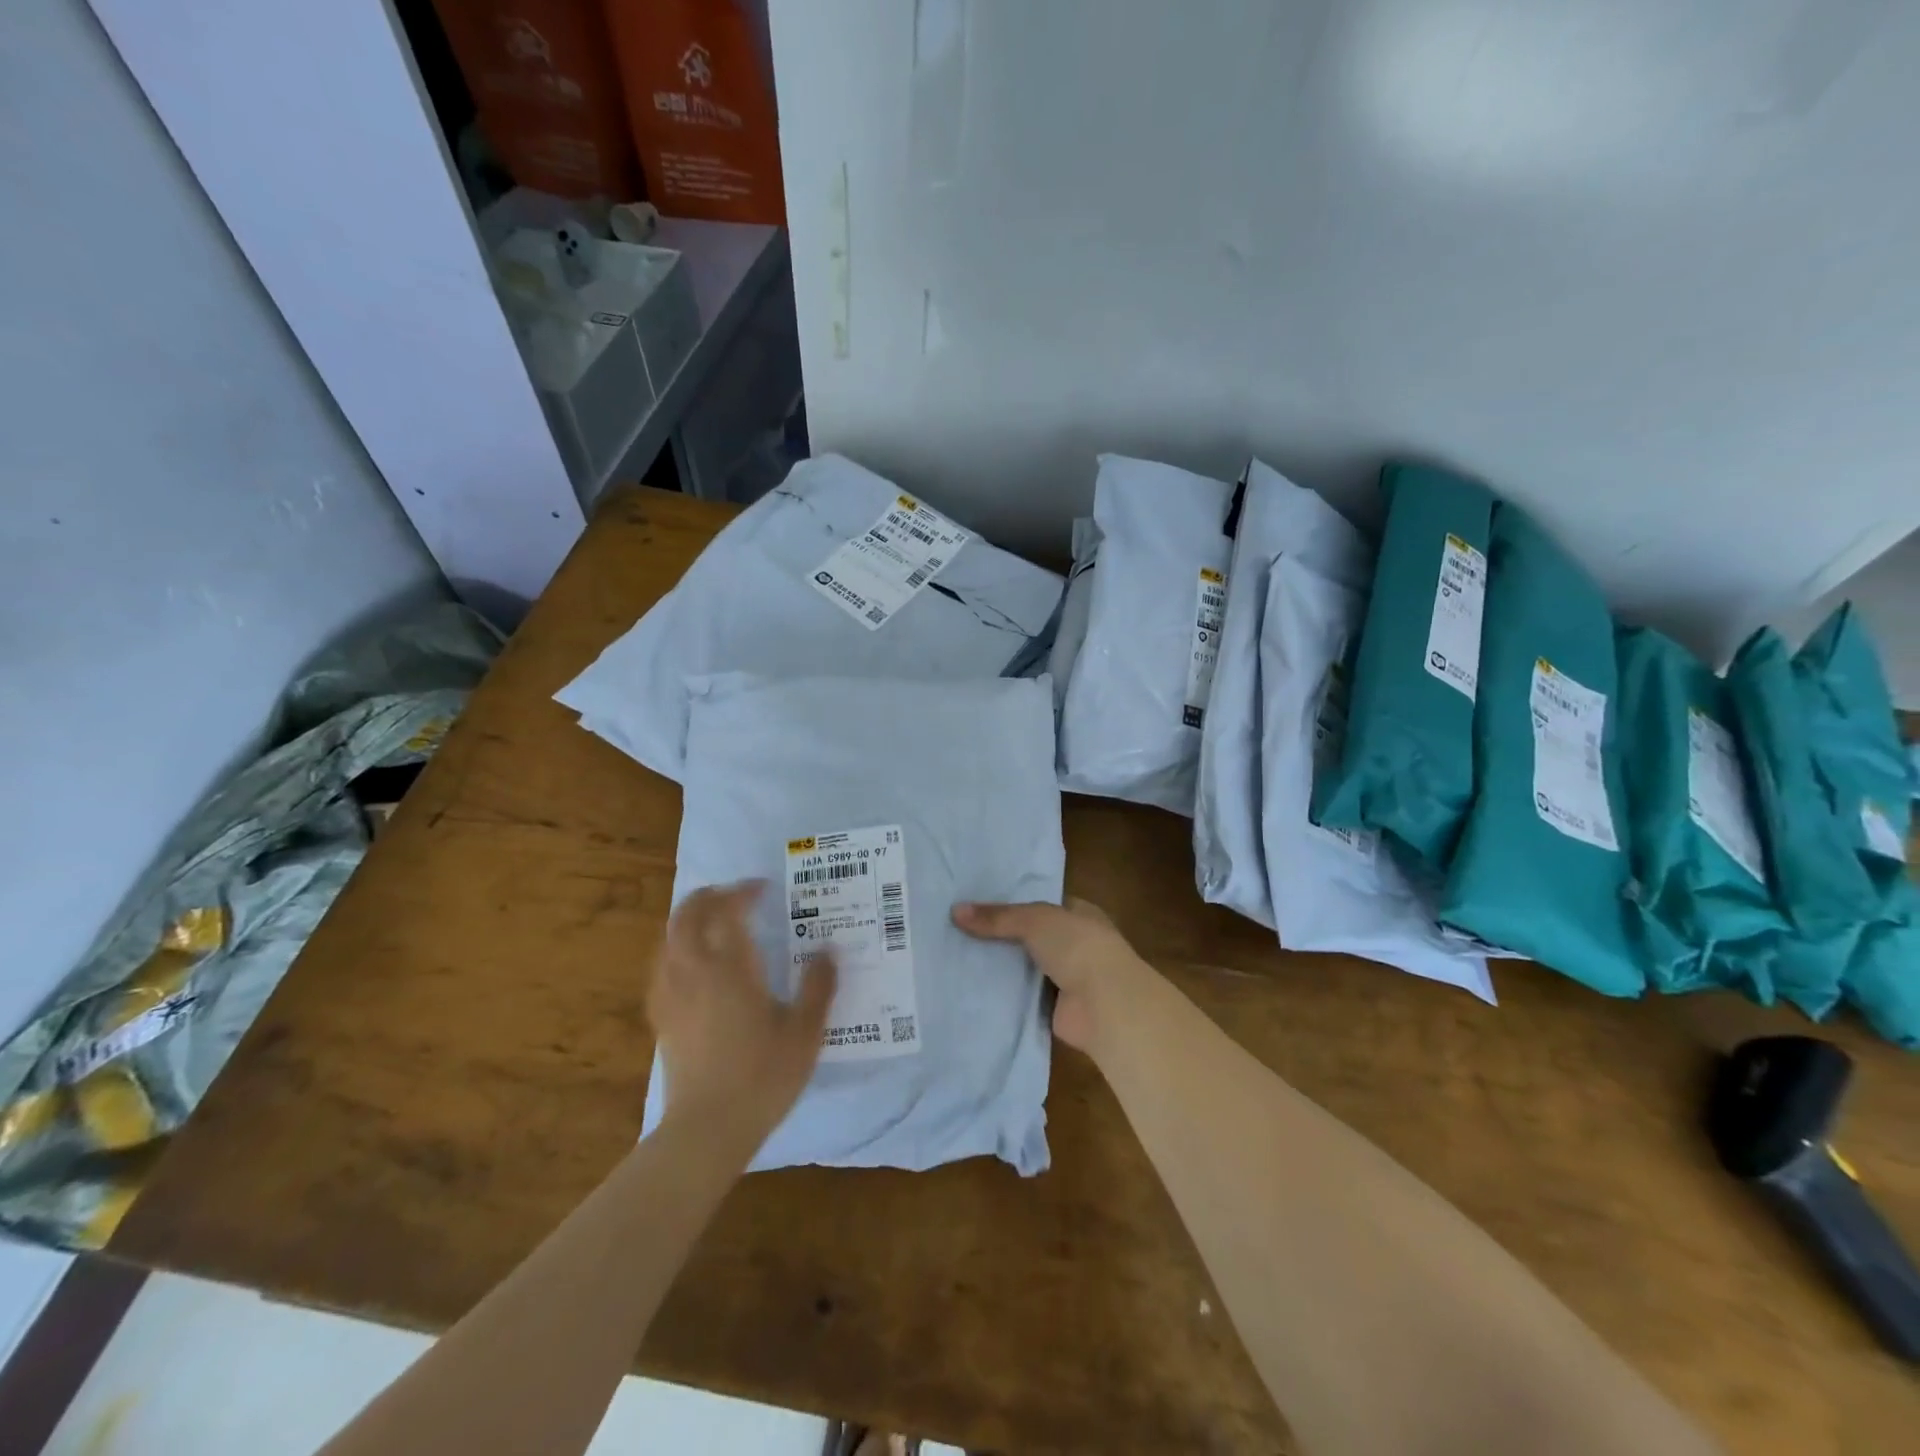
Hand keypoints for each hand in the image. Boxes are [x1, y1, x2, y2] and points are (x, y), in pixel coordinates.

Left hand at [648, 882, 835, 1135]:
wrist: (707, 1130)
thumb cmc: (763, 1077)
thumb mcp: (805, 1033)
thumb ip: (818, 987)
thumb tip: (828, 950)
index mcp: (732, 969)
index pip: (728, 912)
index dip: (742, 892)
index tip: (762, 889)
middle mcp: (695, 972)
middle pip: (687, 916)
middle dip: (708, 896)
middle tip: (734, 896)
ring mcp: (672, 994)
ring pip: (668, 938)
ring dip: (688, 919)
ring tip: (713, 922)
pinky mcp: (661, 1017)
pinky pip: (661, 966)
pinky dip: (675, 949)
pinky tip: (690, 963)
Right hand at [951, 897, 1158, 1057]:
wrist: (1105, 1004)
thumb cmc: (1077, 947)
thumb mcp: (1034, 920)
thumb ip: (997, 917)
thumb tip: (955, 911)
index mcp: (1079, 914)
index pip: (1042, 904)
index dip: (1013, 903)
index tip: (977, 904)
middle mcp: (1074, 944)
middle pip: (1030, 937)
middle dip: (1001, 937)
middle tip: (957, 932)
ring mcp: (1066, 978)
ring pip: (1024, 968)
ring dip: (1000, 967)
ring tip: (955, 959)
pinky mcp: (1054, 1008)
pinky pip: (1022, 997)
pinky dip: (1003, 996)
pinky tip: (971, 990)